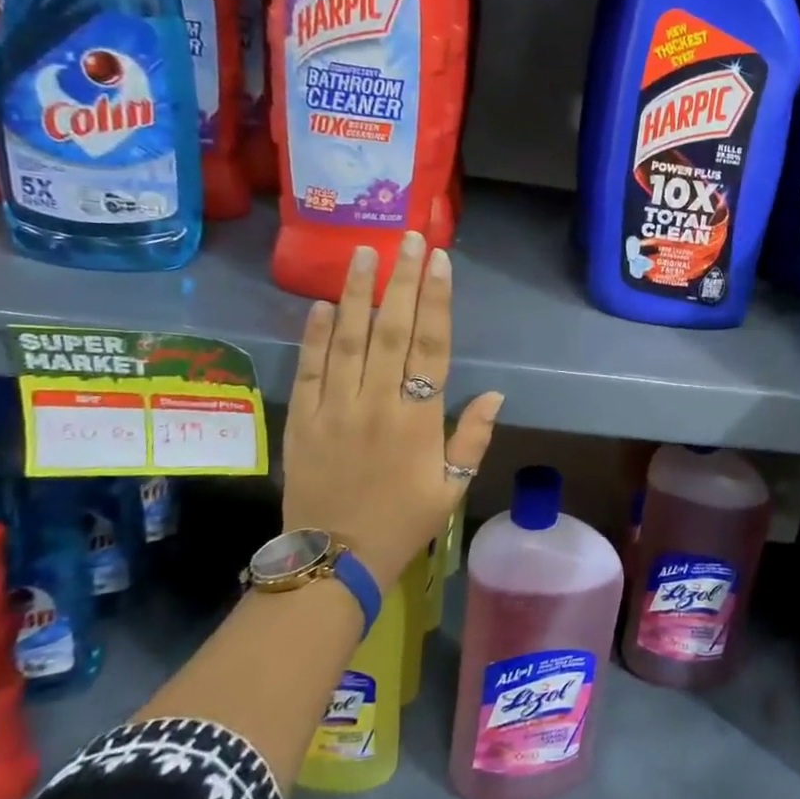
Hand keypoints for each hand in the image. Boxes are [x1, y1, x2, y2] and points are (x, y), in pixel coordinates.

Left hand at [283, 231, 504, 587]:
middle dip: (401, 281)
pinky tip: (322, 304)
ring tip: (363, 253)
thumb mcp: (453, 488)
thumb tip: (495, 394)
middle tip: (407, 238)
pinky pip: (310, 370)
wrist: (334, 560)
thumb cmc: (403, 522)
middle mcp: (377, 404)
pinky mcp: (304, 420)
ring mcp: (335, 409)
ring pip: (347, 341)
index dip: (436, 301)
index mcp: (418, 420)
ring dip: (357, 294)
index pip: (430, 347)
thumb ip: (473, 438)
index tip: (439, 262)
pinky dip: (315, 336)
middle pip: (390, 331)